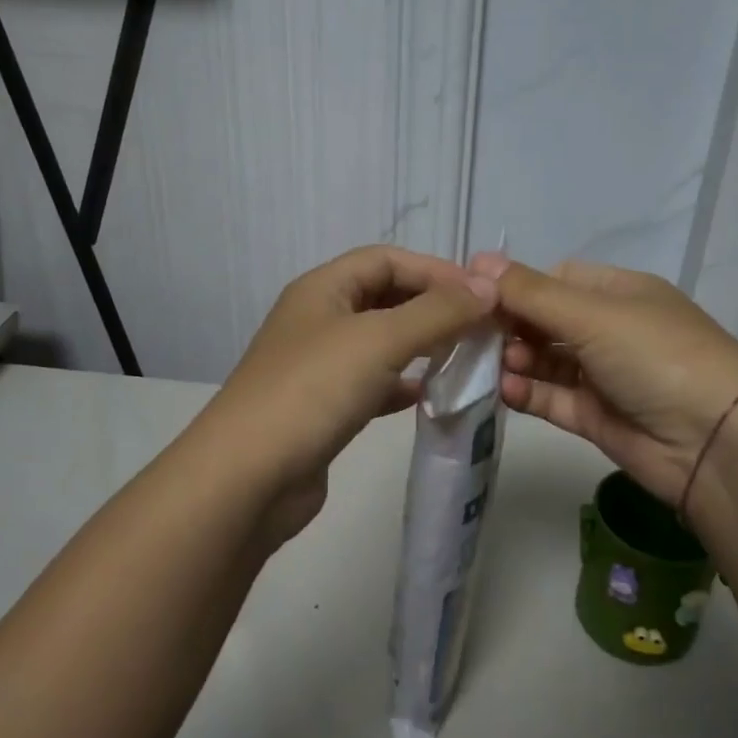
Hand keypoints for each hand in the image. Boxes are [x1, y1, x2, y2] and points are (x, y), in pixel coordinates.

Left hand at [201, 246, 497, 545]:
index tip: (483, 294)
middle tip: (481, 326)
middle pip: (384, 297)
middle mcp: (318, 319)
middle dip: (431, 306)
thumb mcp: (379, 340)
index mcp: (322, 289)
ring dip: (421, 344)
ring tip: (464, 357)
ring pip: (380, 342)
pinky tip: (428, 395)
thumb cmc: (313, 391)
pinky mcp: (323, 408)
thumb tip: (488, 287)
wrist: (249, 477)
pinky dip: (401, 383)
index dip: (435, 270)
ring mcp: (318, 366)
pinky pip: (372, 383)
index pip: (386, 259)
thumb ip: (437, 312)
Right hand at [473, 253, 737, 507]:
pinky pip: (552, 398)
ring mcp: (603, 376)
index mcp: (619, 293)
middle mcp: (611, 330)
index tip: (476, 296)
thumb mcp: (593, 314)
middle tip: (475, 335)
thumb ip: (531, 293)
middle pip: (546, 321)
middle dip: (511, 326)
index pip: (557, 280)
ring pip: (545, 361)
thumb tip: (478, 258)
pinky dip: (528, 393)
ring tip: (496, 365)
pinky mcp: (595, 417)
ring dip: (516, 360)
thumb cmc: (656, 357)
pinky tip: (507, 390)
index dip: (517, 286)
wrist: (714, 443)